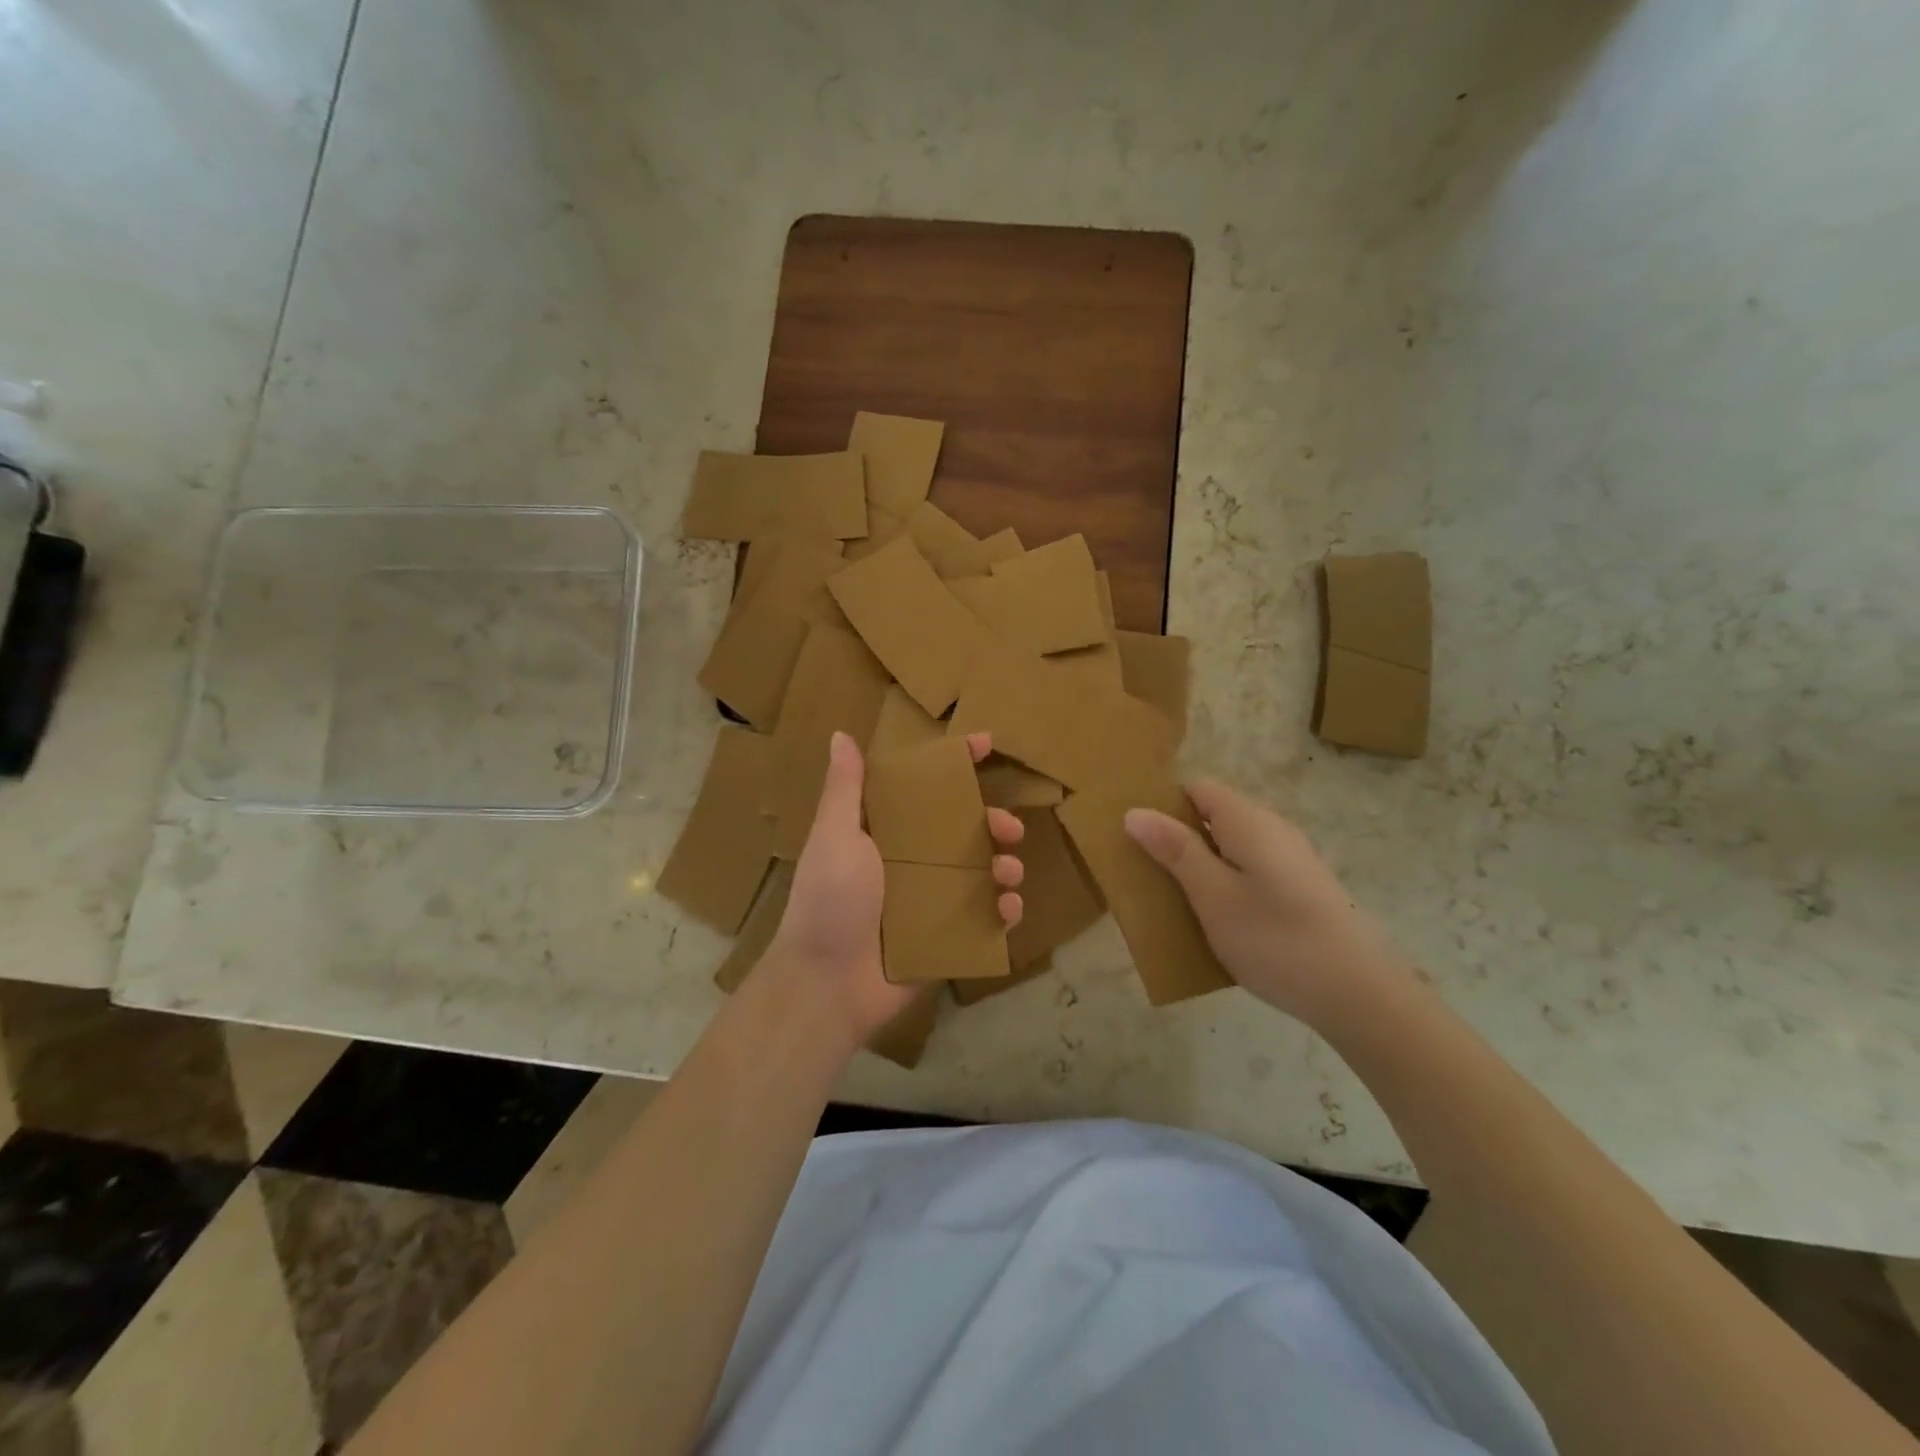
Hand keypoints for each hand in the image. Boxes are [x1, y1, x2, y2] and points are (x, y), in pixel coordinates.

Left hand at [766, 730, 1025, 1045]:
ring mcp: (930, 902)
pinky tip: (1009, 910)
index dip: (953, 766)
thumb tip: (841, 735)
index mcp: (885, 834)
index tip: (985, 744)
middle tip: (1010, 828)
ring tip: (1010, 872)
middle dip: (991, 823)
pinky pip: (983, 919)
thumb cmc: (830, 901)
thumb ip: (845, 789)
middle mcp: (910, 862)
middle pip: (962, 832)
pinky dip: (1002, 912)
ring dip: (1003, 867)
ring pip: (979, 874)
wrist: (827, 984)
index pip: (922, 789)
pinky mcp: (944, 938)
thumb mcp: (835, 837)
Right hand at [1124, 778, 1411, 1029]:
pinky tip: (1219, 920)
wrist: (1360, 995)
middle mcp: (1273, 829)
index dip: (1163, 804)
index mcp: (1248, 821)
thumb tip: (1135, 811)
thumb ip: (1175, 850)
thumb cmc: (1275, 939)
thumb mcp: (1212, 895)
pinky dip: (1227, 883)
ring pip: (1232, 846)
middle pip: (1214, 816)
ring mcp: (1292, 859)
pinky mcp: (1303, 888)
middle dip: (1178, 838)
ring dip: (1201, 864)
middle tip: (1147, 872)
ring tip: (1176, 899)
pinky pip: (1252, 870)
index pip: (1196, 788)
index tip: (1135, 835)